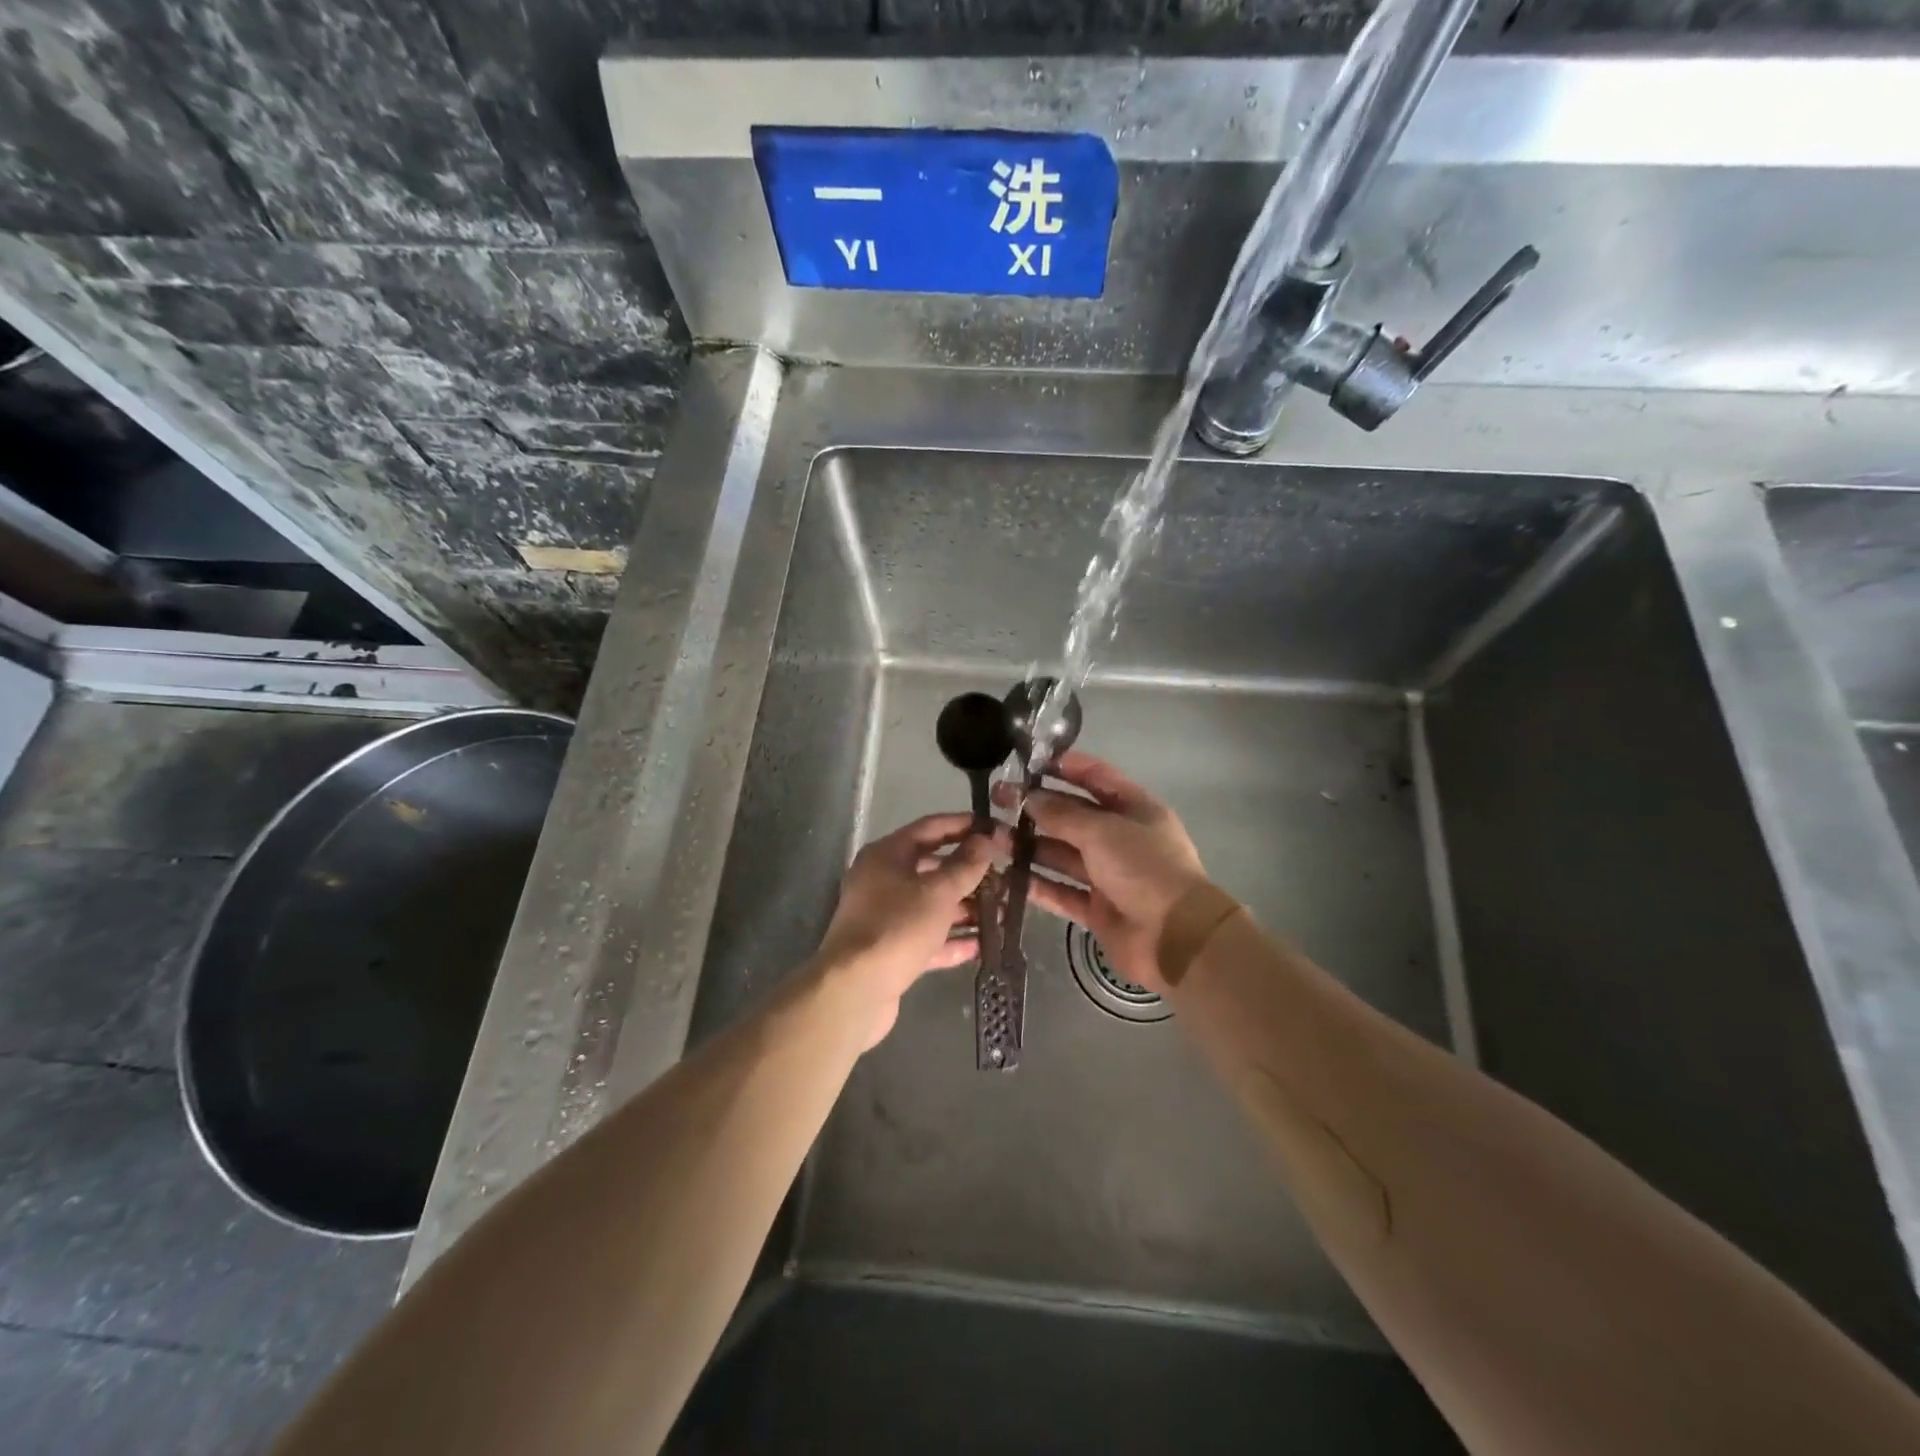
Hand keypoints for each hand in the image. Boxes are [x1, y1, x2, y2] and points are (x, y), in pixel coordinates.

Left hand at [815, 812, 998, 1047]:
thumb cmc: (897, 927)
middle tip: (1006, 878)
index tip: (996, 829)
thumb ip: (965, 865)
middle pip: (933, 868)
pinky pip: (928, 937)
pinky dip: (952, 940)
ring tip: (1004, 915)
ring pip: (933, 905)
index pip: (931, 827)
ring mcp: (886, 917)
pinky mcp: (892, 950)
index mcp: (887, 855)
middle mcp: (883, 880)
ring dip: (967, 909)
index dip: (964, 825)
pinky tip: (983, 946)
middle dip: (971, 874)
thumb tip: (985, 840)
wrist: (855, 990)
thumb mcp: (938, 892)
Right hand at [995, 750, 1208, 993]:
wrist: (1175, 938)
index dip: (1065, 767)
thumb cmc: (1144, 869)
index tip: (1028, 762)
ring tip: (992, 837)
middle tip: (997, 799)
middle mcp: (1121, 839)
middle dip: (1037, 807)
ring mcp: (1108, 875)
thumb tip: (1029, 798)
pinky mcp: (1097, 909)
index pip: (1096, 778)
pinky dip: (1037, 885)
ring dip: (1030, 845)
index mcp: (1135, 809)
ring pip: (1062, 854)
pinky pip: (1061, 891)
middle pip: (1073, 816)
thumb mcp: (1103, 831)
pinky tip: (1006, 876)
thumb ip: (1063, 814)